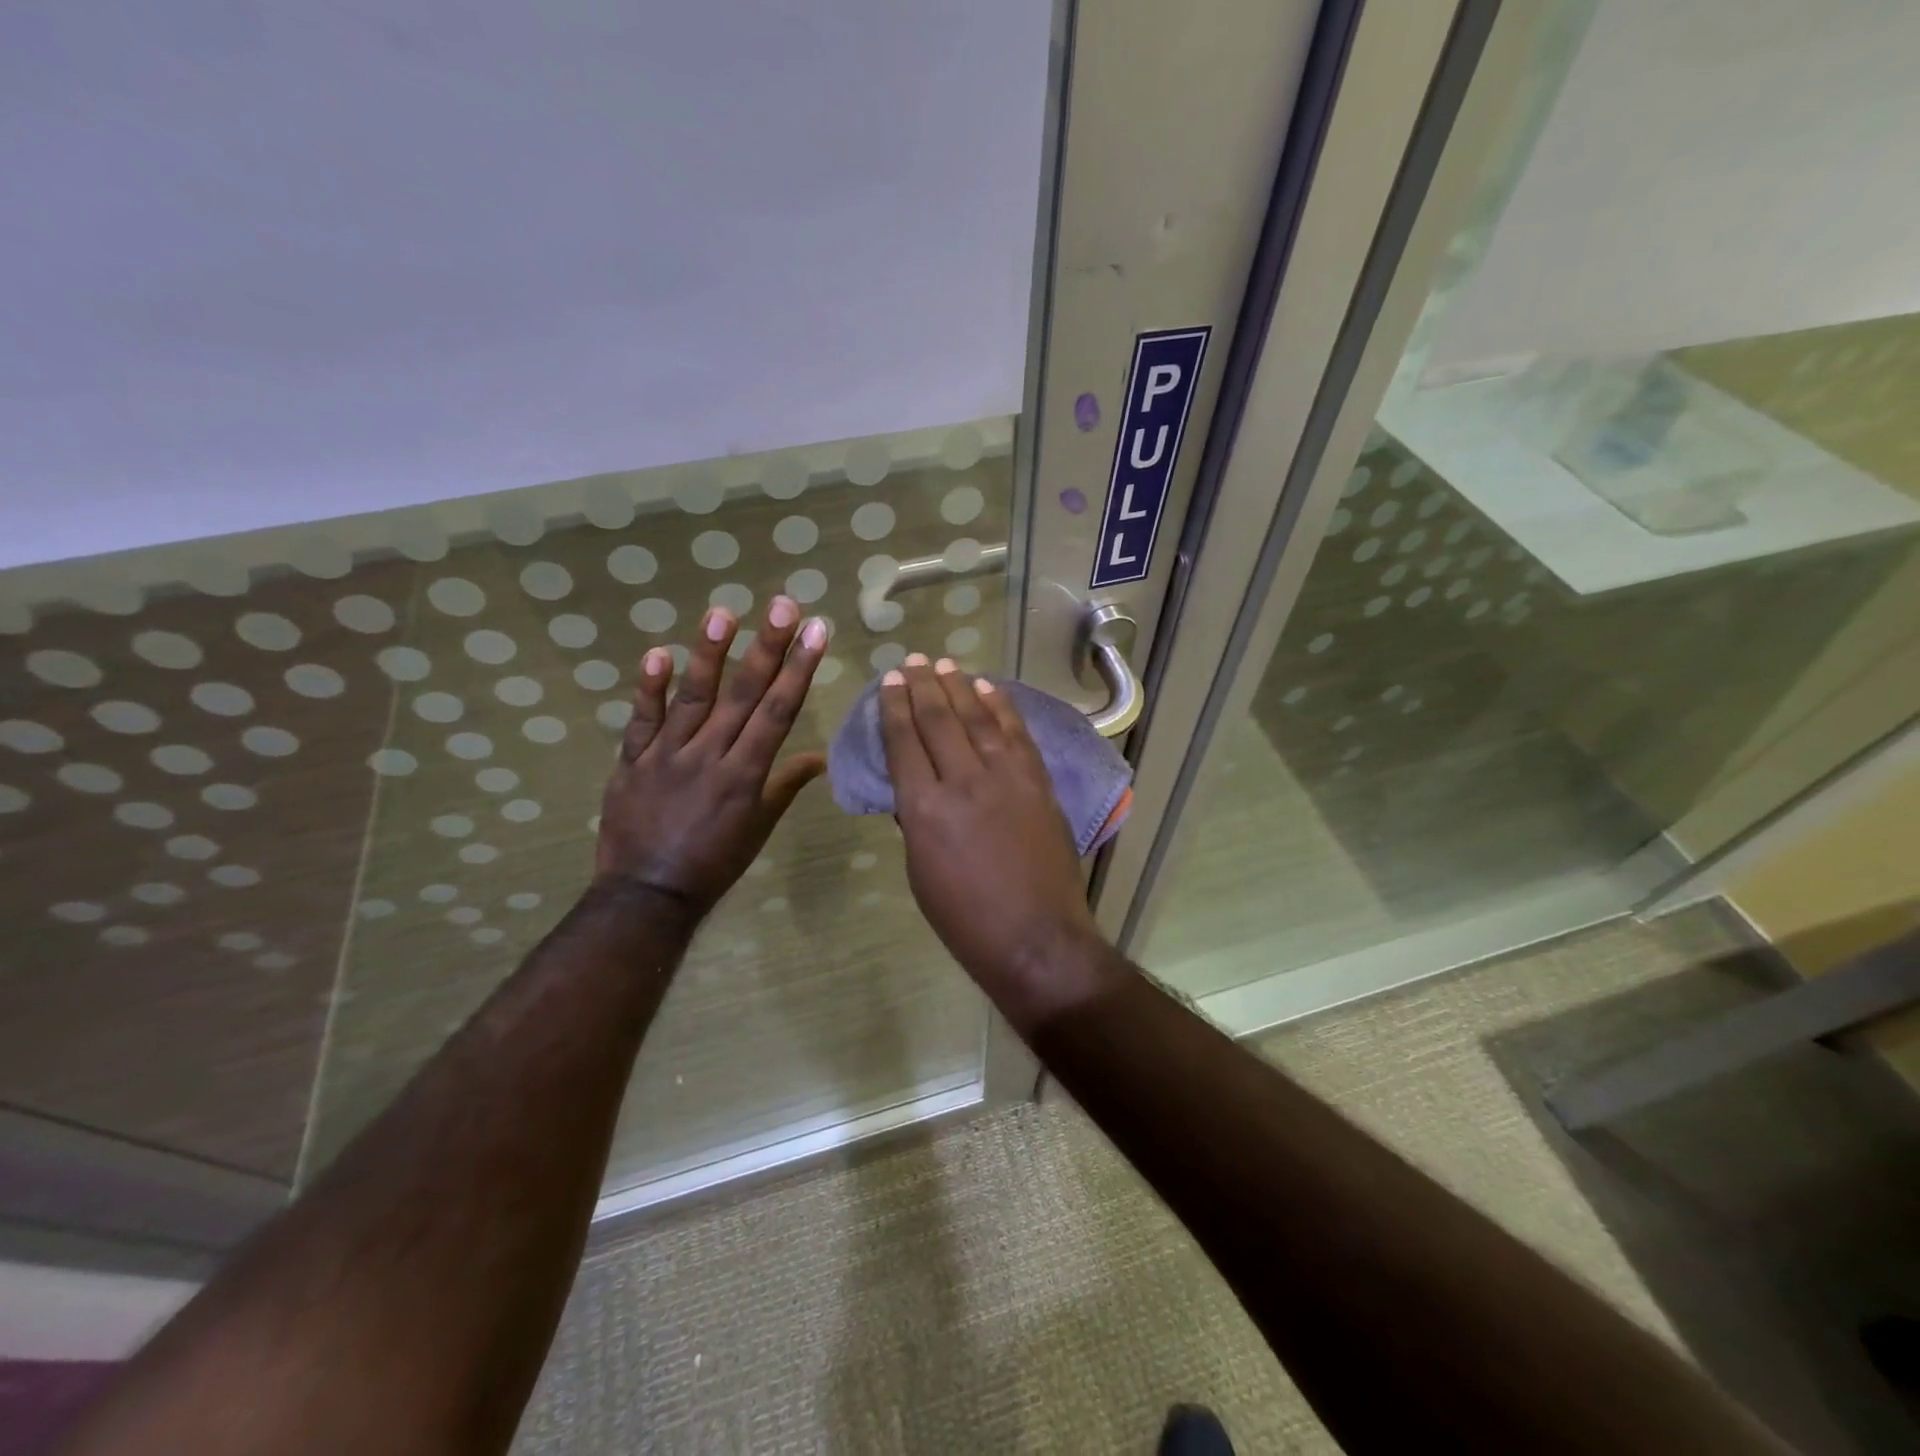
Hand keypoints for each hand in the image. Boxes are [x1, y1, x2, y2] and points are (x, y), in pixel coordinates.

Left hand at [595, 596, 828, 916]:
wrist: (647, 895)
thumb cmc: (714, 863)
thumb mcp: (758, 828)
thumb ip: (784, 786)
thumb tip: (819, 759)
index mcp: (745, 775)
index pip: (778, 712)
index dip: (799, 669)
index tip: (816, 632)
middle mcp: (709, 757)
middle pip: (743, 695)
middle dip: (767, 647)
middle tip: (783, 605)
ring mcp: (667, 756)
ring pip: (693, 698)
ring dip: (709, 654)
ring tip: (723, 613)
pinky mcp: (631, 761)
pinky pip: (640, 721)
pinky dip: (648, 689)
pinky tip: (659, 654)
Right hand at [880, 655, 1114, 1027]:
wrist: (1035, 938)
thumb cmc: (966, 919)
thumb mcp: (921, 873)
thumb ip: (915, 821)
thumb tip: (914, 788)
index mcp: (923, 809)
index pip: (904, 742)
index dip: (895, 706)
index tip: (891, 681)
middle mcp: (962, 782)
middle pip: (938, 719)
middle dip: (922, 686)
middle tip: (913, 661)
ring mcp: (1006, 778)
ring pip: (978, 718)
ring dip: (960, 686)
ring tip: (945, 664)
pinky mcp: (1037, 783)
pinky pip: (1016, 734)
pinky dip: (1002, 707)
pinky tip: (989, 688)